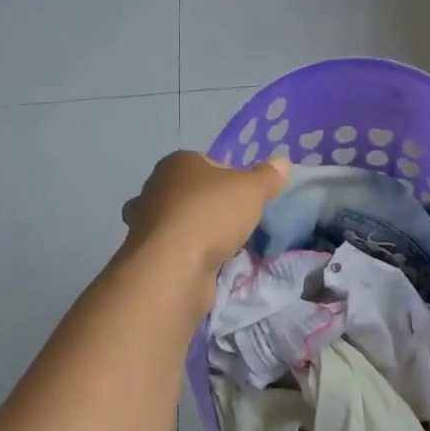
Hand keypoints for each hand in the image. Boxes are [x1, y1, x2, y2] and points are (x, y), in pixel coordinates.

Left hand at [121, 150, 290, 273]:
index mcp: (177, 163)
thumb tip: (282, 162)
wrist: (173, 268)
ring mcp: (147, 223)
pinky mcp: (147, 255)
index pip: (211, 163)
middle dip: (216, 207)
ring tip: (225, 247)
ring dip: (201, 233)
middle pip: (196, 193)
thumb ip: (268, 176)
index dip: (234, 179)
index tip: (249, 199)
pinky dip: (191, 255)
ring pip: (183, 222)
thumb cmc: (211, 216)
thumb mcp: (251, 190)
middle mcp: (156, 188)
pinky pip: (176, 249)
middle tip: (239, 224)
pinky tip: (208, 265)